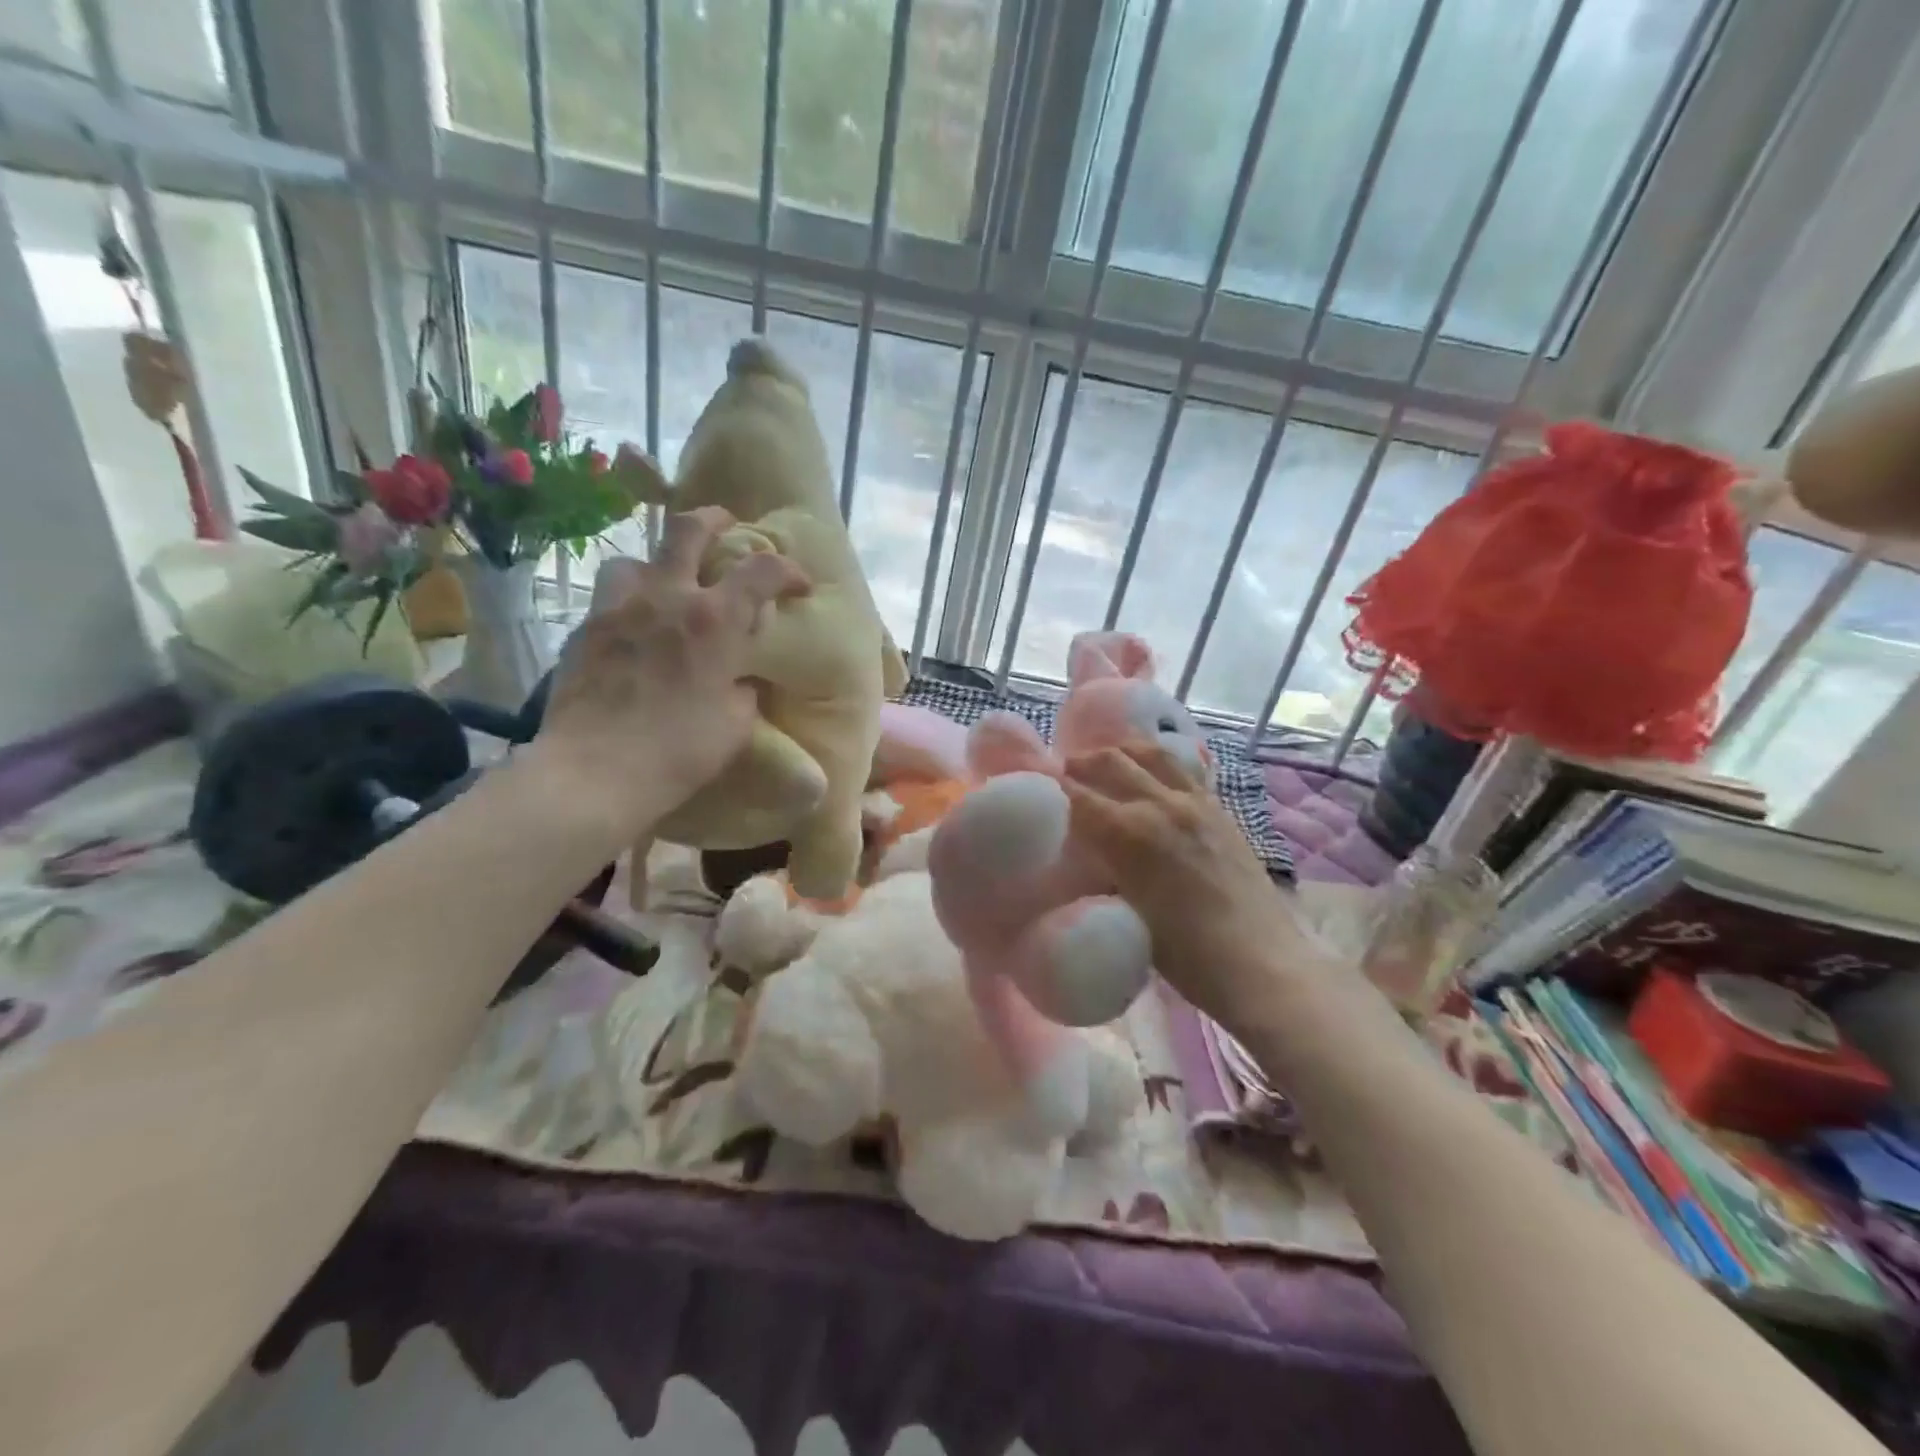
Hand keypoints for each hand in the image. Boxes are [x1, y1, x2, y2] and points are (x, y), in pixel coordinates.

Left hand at [533, 507, 808, 838]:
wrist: (594, 772)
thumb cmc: (678, 752)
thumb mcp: (735, 726)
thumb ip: (742, 691)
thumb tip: (737, 680)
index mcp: (714, 620)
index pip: (762, 570)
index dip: (788, 570)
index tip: (799, 585)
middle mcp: (666, 598)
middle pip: (688, 529)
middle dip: (713, 521)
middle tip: (726, 529)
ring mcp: (618, 608)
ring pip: (637, 558)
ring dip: (659, 565)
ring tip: (666, 587)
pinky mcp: (585, 629)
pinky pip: (610, 597)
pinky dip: (630, 603)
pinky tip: (634, 631)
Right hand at [1063, 744, 1303, 1030]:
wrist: (1262, 963)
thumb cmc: (1185, 955)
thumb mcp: (1126, 913)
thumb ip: (1100, 872)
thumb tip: (1081, 852)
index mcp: (1128, 834)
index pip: (1076, 795)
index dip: (1051, 787)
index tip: (1036, 786)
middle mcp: (1159, 805)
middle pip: (1109, 762)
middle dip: (1079, 764)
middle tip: (1062, 773)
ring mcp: (1194, 802)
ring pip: (1148, 754)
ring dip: (1118, 753)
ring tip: (1103, 761)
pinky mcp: (1219, 809)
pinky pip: (1182, 768)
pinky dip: (1156, 761)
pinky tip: (1149, 770)